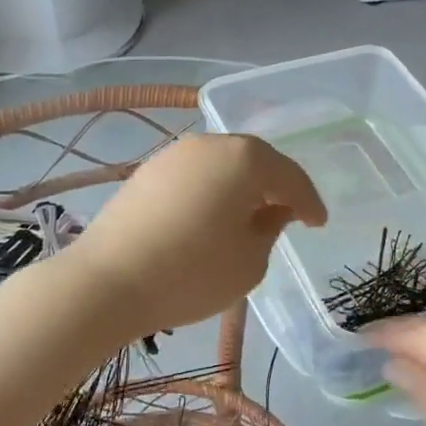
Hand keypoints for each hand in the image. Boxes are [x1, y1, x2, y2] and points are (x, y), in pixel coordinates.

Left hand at [60, 134, 326, 334]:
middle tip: (288, 213)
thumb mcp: (249, 261)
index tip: (318, 223)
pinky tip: (210, 215)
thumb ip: (271, 229)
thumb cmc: (191, 272)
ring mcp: (174, 154)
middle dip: (274, 186)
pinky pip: (194, 175)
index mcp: (245, 158)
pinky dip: (210, 190)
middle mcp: (210, 144)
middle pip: (254, 160)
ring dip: (240, 186)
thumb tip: (273, 210)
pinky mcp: (147, 171)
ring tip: (249, 215)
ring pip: (222, 164)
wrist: (107, 281)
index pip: (289, 176)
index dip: (308, 202)